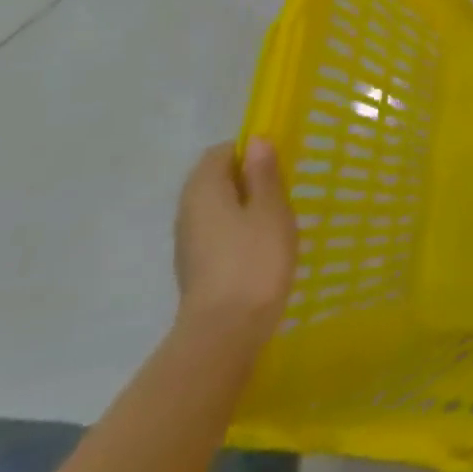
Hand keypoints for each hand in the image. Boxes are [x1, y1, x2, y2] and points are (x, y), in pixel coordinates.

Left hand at [173, 140, 297, 342]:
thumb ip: (263, 173)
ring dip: (245, 204)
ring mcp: (189, 240)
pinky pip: (218, 230)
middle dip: (248, 177)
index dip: (250, 150)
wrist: (226, 330)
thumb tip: (256, 141)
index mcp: (204, 190)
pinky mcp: (197, 264)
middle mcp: (188, 210)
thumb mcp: (271, 209)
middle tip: (284, 189)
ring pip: (217, 206)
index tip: (279, 163)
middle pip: (215, 178)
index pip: (220, 153)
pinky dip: (239, 228)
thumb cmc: (255, 260)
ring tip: (278, 217)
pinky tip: (263, 244)